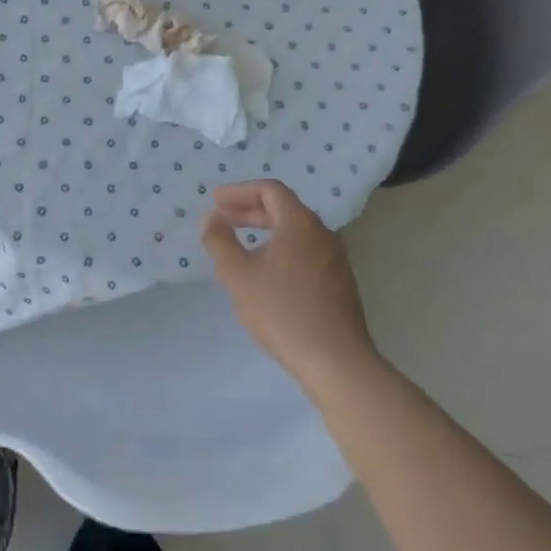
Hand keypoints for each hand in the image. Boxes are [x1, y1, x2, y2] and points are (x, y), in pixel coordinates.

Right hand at [201, 180, 375, 390]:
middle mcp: (322, 233)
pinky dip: (281, 250)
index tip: (215, 200)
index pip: (270, 190)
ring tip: (240, 247)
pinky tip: (266, 275)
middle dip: (249, 210)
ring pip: (295, 233)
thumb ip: (220, 241)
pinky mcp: (339, 283)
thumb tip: (212, 217)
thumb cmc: (282, 311)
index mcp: (300, 223)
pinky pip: (305, 253)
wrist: (336, 361)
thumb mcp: (238, 275)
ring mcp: (335, 259)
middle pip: (284, 209)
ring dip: (265, 232)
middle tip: (222, 219)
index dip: (239, 191)